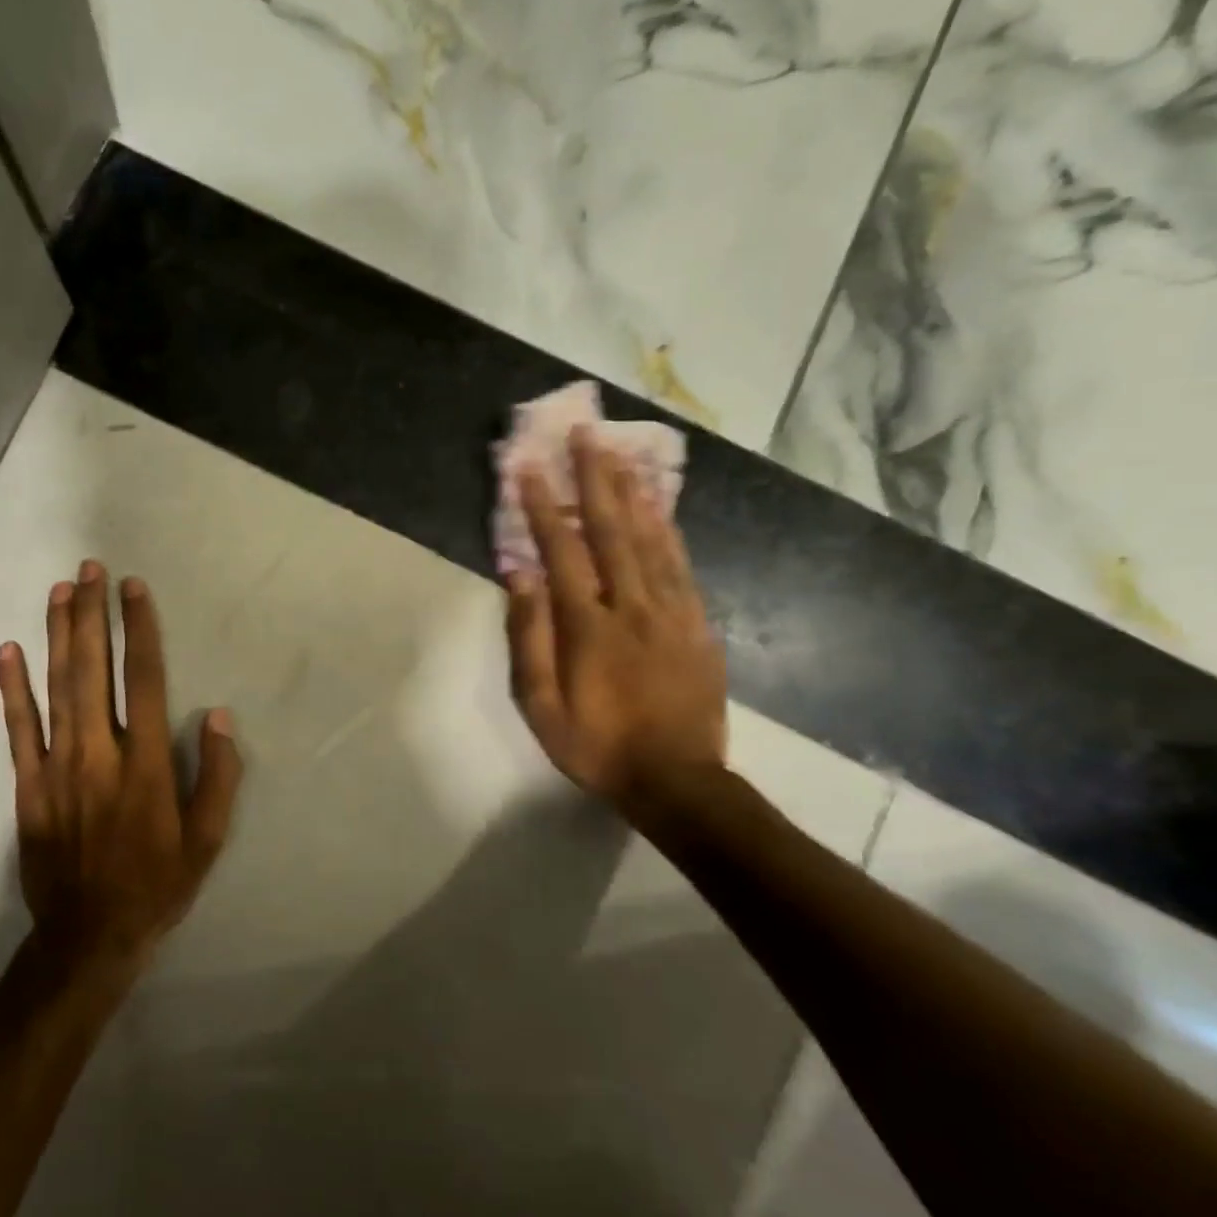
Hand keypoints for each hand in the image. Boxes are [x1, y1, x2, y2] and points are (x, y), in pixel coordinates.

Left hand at [0, 563, 241, 973]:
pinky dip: (13, 688)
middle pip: (94, 669)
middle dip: (93, 614)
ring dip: (59, 635)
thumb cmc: (156, 884)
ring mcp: (57, 767)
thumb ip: (219, 777)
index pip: (145, 679)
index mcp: (146, 765)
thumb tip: (220, 717)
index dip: (141, 629)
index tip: (135, 589)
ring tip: (59, 591)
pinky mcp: (27, 786)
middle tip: (90, 570)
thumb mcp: (207, 841)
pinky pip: (18, 728)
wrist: (88, 938)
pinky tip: (9, 651)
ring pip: (57, 687)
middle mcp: (99, 753)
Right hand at [505, 428, 727, 813]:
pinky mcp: (698, 624)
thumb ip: (530, 636)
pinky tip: (659, 507)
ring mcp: (672, 612)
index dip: (543, 507)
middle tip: (586, 435)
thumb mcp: (540, 704)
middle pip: (613, 530)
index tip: (529, 468)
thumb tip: (519, 575)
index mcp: (589, 626)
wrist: (677, 781)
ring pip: (652, 539)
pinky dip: (668, 529)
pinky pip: (682, 565)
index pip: (563, 552)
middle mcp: (633, 606)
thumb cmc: (596, 745)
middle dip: (595, 478)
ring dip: (634, 492)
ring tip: (621, 453)